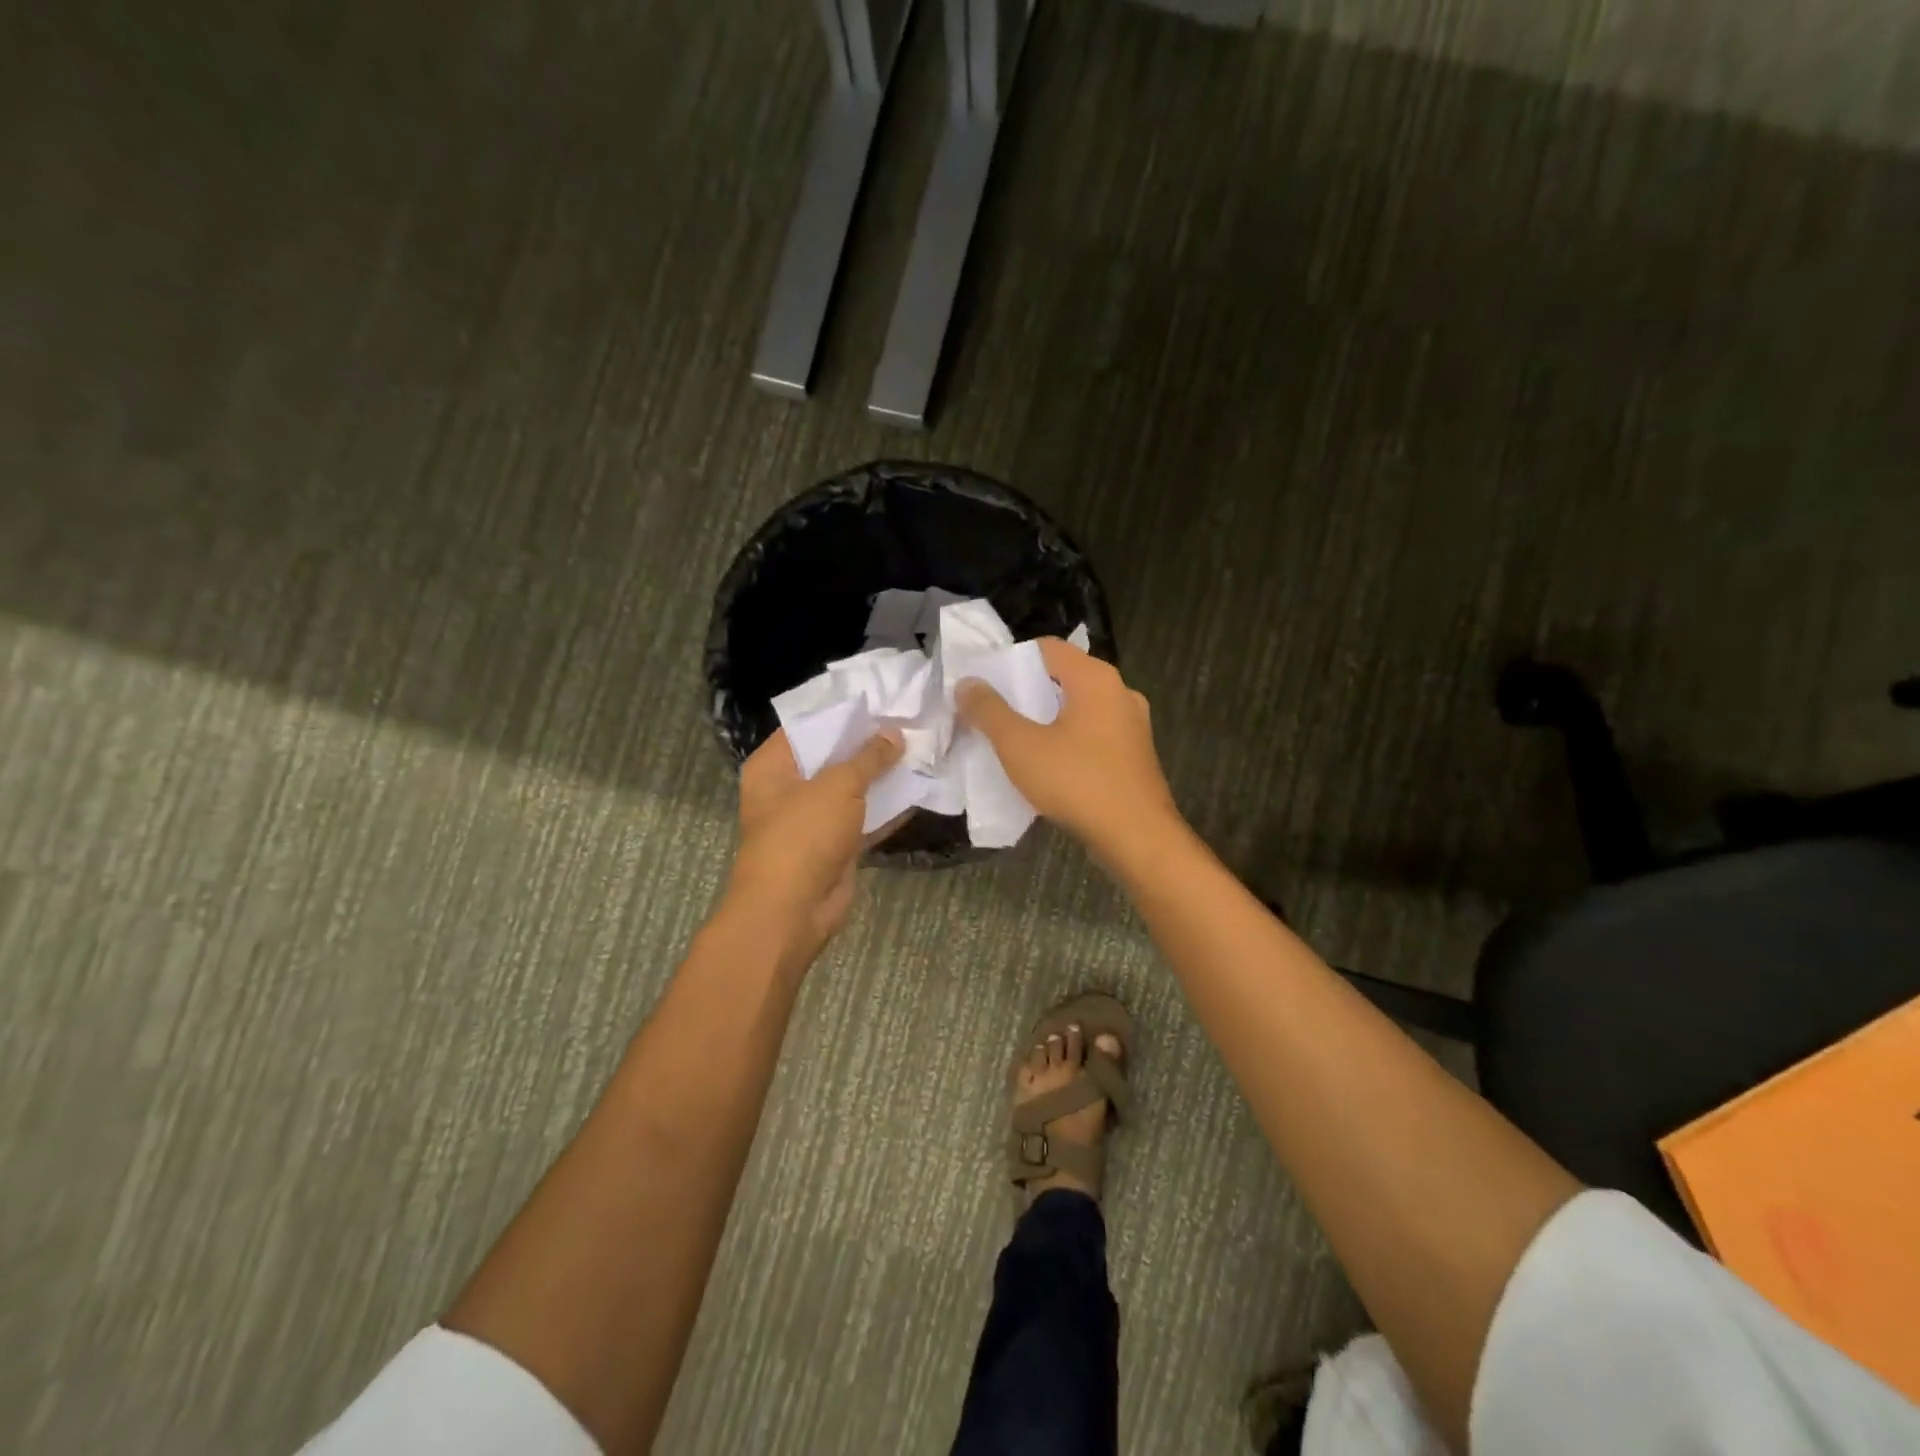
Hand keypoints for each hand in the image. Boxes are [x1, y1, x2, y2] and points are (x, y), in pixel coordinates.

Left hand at [726, 728, 902, 956]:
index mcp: (773, 767)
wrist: (792, 911)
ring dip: (882, 776)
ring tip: (921, 748)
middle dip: (869, 744)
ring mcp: (813, 820)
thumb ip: (868, 757)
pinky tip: (920, 788)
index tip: (881, 698)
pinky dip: (887, 807)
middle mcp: (789, 789)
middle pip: (832, 757)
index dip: (844, 713)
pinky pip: (864, 819)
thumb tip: (893, 733)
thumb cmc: (803, 835)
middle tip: (909, 720)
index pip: (809, 726)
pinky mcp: (835, 846)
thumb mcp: (837, 786)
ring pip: (852, 790)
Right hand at [956, 639, 1180, 857]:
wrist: (1137, 838)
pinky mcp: (1135, 754)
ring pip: (1079, 709)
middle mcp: (1120, 692)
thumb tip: (967, 683)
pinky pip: (1093, 734)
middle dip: (1025, 693)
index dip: (1010, 660)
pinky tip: (1047, 765)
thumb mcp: (1020, 745)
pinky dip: (1068, 741)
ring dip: (1046, 720)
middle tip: (991, 713)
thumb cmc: (1077, 783)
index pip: (1046, 648)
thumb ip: (989, 710)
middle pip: (1063, 678)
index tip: (982, 684)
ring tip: (1013, 740)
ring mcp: (1132, 725)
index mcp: (1095, 678)